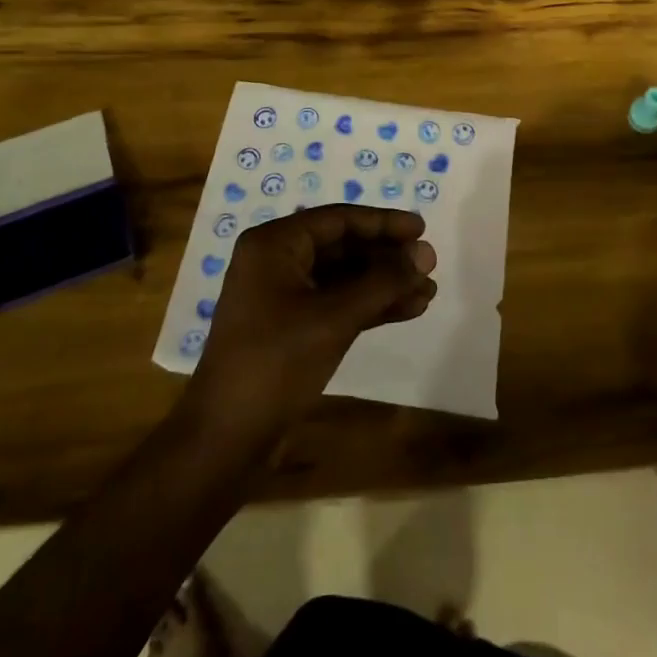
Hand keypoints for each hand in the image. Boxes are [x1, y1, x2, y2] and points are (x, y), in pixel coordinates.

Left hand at [188, 206, 436, 438]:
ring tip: (428, 291)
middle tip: (429, 264)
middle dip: (387, 257)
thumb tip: (426, 255)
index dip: (383, 222)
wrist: (227, 437)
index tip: (422, 228)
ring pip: (343, 278)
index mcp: (274, 244)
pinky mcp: (292, 327)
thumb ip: (383, 282)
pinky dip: (370, 306)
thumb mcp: (334, 318)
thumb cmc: (276, 362)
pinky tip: (408, 310)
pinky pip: (337, 303)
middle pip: (342, 246)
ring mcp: (283, 296)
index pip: (338, 220)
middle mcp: (276, 261)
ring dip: (384, 284)